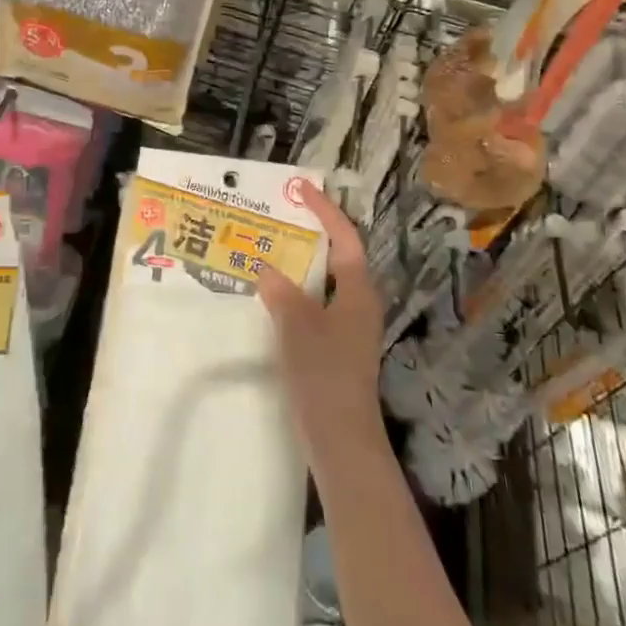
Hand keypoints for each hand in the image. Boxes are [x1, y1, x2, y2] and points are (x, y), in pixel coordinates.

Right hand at [258, 180, 386, 468]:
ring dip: (301, 263)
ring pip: (325, 281)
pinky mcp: (338, 346)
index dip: (324, 210)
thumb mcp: (296, 325)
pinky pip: (317, 304)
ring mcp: (350, 326)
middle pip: (337, 256)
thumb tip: (266, 268)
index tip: (301, 189)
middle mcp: (359, 302)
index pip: (344, 237)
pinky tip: (273, 296)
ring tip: (270, 249)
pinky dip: (297, 291)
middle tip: (279, 216)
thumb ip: (281, 291)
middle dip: (311, 233)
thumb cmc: (324, 373)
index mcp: (358, 290)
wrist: (341, 437)